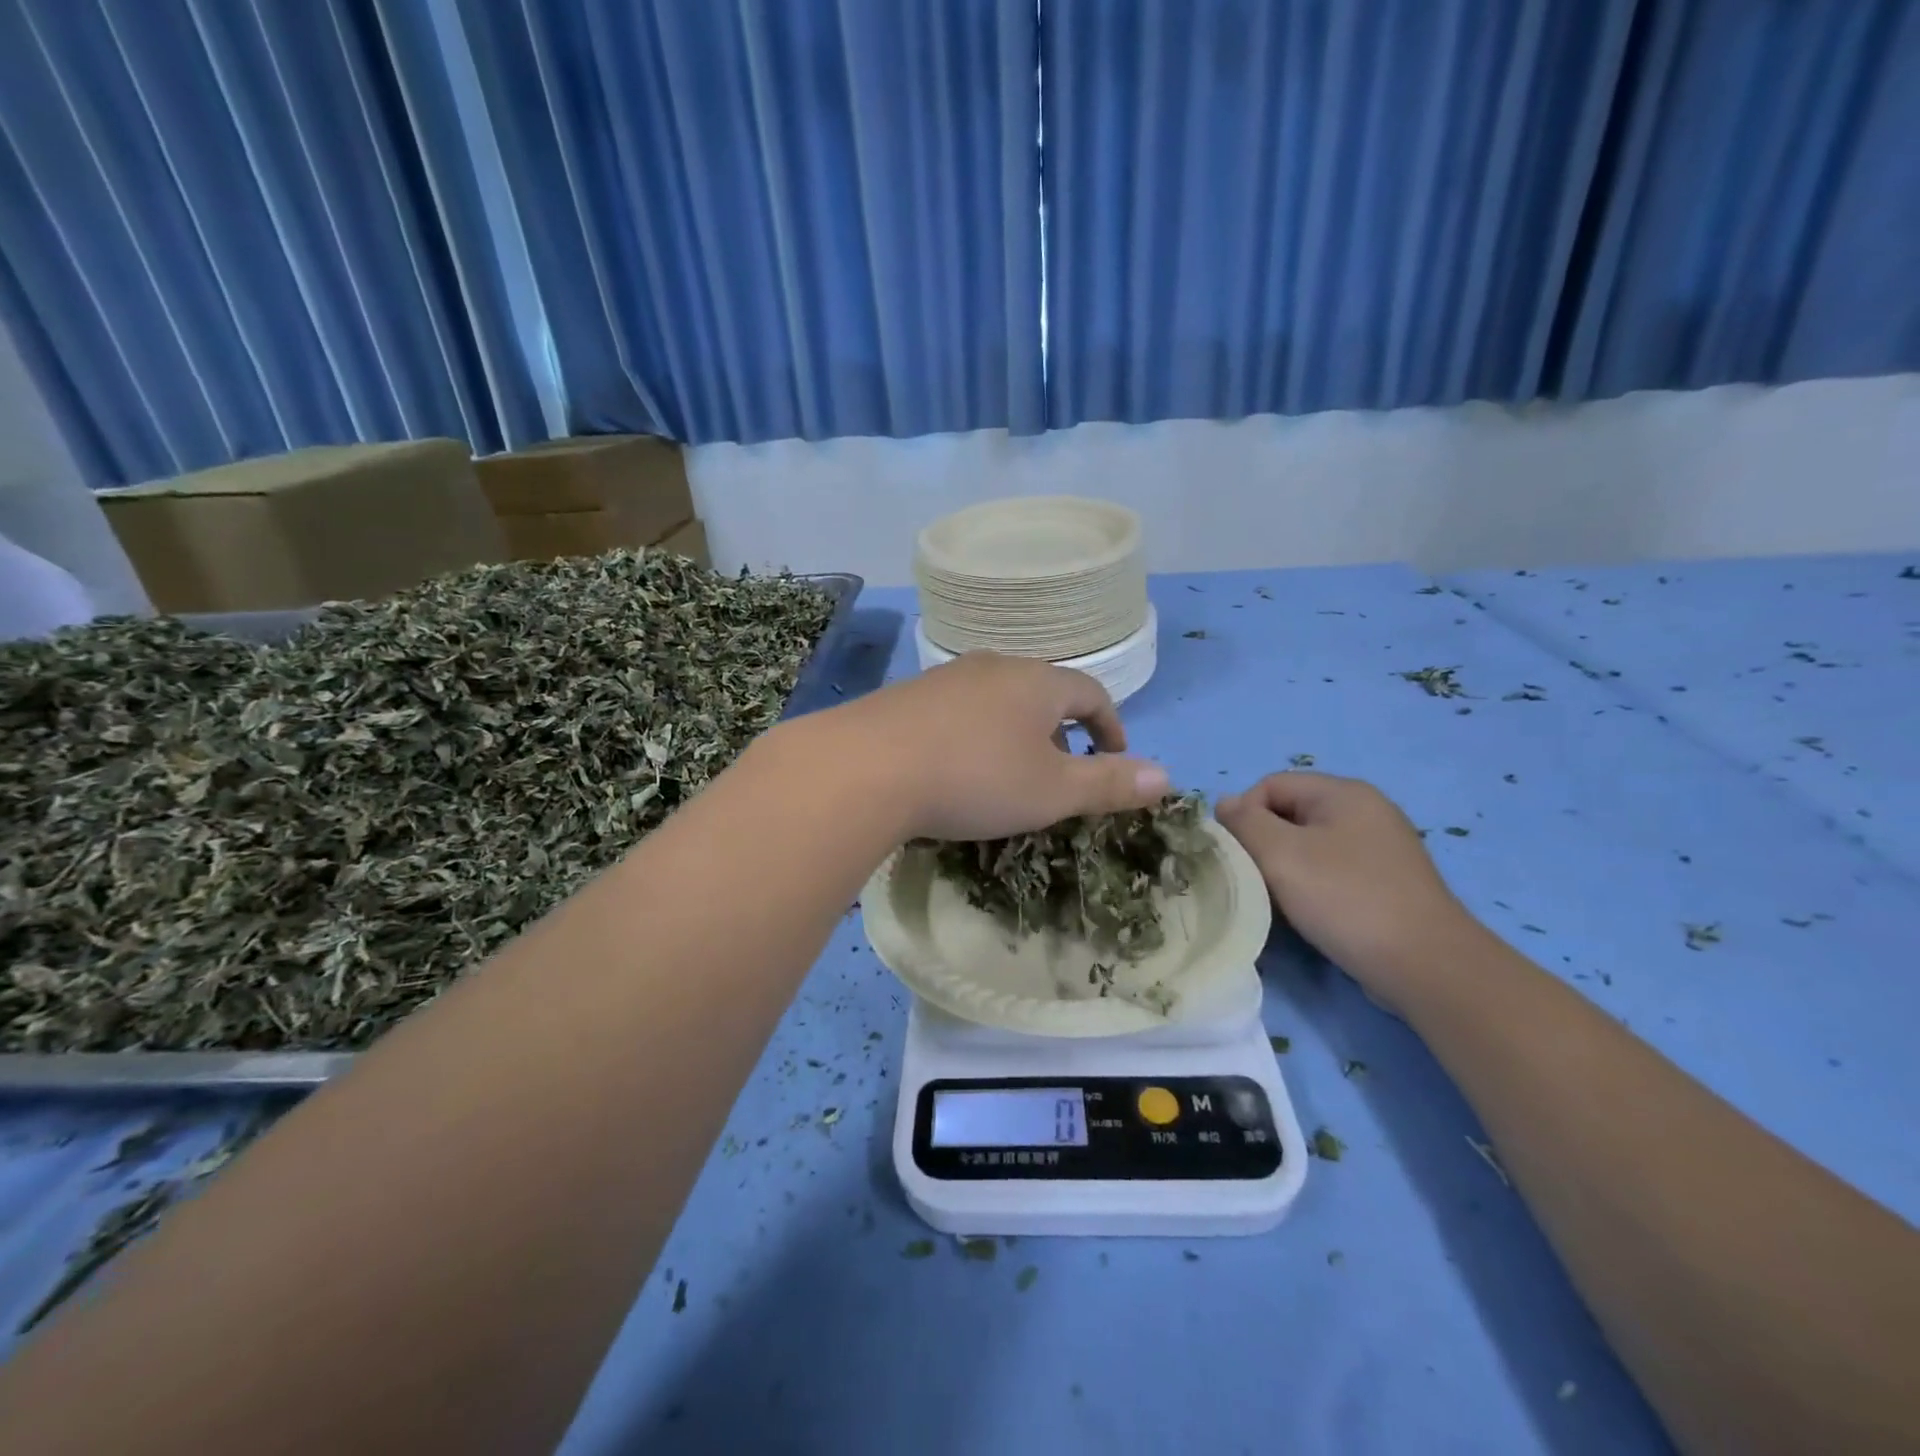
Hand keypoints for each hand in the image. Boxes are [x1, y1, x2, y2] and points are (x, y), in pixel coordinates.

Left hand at [825, 652, 1168, 841]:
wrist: (866, 768)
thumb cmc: (975, 778)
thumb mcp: (1051, 791)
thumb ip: (1109, 784)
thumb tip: (1166, 777)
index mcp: (1038, 682)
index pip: (1092, 693)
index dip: (1111, 727)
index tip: (1115, 760)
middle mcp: (993, 667)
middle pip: (1043, 694)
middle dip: (1060, 734)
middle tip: (1060, 776)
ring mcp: (945, 678)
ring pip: (997, 701)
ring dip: (1015, 735)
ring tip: (1009, 777)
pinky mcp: (906, 696)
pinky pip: (957, 712)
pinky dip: (974, 737)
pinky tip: (955, 770)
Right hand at [1216, 772, 1478, 997]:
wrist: (1426, 966)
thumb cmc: (1345, 899)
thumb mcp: (1280, 854)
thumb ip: (1244, 823)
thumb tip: (1225, 804)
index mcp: (1343, 793)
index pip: (1269, 785)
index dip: (1244, 815)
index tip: (1236, 856)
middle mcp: (1365, 811)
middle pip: (1289, 814)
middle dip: (1263, 844)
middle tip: (1253, 881)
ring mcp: (1381, 847)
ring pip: (1309, 846)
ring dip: (1284, 869)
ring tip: (1277, 902)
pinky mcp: (1387, 883)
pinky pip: (1332, 871)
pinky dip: (1311, 887)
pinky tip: (1308, 914)